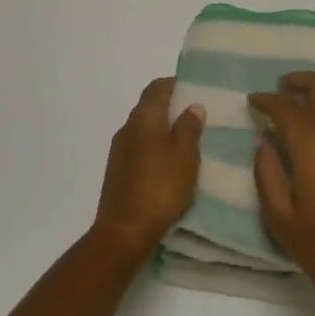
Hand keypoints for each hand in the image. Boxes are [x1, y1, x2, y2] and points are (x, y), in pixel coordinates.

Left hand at [92, 77, 203, 264]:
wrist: (124, 231)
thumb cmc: (160, 187)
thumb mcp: (185, 156)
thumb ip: (189, 128)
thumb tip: (192, 105)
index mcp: (143, 118)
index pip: (157, 88)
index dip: (175, 84)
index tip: (194, 88)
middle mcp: (127, 128)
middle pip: (149, 107)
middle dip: (171, 107)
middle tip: (197, 115)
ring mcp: (119, 151)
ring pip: (144, 129)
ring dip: (163, 129)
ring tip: (188, 140)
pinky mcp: (118, 171)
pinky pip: (139, 148)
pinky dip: (155, 147)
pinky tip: (170, 163)